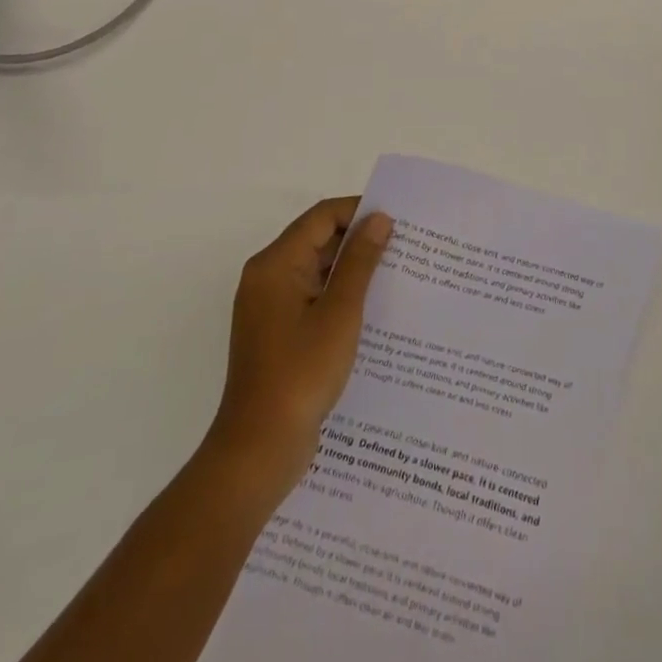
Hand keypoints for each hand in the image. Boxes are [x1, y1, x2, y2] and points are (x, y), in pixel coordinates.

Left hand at [208, 198, 393, 494]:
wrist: (258, 450)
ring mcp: (270, 307)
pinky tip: (371, 309)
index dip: (358, 211)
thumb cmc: (300, 374)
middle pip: (317, 241)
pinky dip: (339, 295)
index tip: (397, 219)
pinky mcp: (277, 333)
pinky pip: (312, 297)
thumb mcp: (339, 313)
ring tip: (395, 274)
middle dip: (358, 240)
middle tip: (403, 246)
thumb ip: (360, 262)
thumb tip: (379, 219)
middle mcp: (267, 277)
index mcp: (275, 264)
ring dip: (351, 270)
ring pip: (316, 270)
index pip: (321, 217)